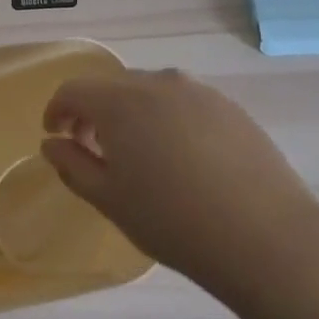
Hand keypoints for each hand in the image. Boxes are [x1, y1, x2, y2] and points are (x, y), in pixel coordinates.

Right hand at [40, 69, 318, 291]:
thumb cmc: (172, 220)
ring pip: (150, 91)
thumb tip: (53, 143)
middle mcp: (159, 82)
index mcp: (121, 101)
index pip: (74, 90)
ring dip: (131, 113)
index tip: (55, 136)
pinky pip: (183, 102)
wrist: (264, 236)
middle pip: (112, 86)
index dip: (57, 110)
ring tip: (138, 153)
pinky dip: (166, 118)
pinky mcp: (230, 107)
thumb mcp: (109, 199)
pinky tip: (179, 156)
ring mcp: (199, 91)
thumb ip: (72, 165)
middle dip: (94, 112)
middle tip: (92, 148)